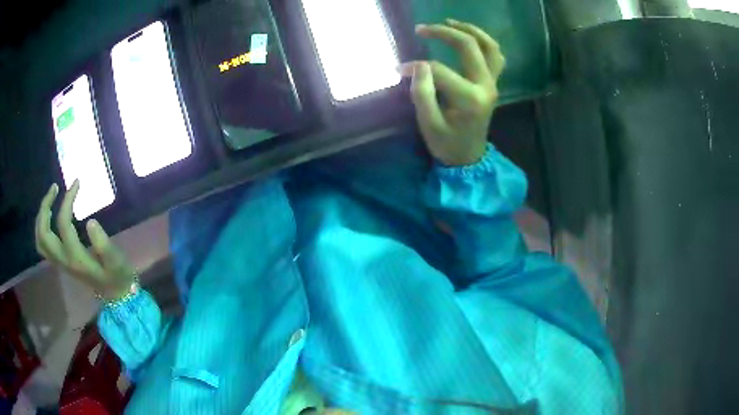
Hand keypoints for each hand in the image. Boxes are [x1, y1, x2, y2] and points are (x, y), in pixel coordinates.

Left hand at [35, 180, 135, 299]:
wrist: (115, 294)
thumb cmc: (117, 275)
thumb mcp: (116, 261)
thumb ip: (104, 245)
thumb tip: (90, 221)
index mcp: (76, 259)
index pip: (63, 224)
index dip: (67, 200)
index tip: (77, 183)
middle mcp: (63, 261)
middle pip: (43, 233)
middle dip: (45, 207)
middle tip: (55, 188)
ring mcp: (60, 263)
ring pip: (40, 240)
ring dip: (41, 217)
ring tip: (50, 199)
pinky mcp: (61, 262)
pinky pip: (43, 245)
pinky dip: (41, 228)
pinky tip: (49, 217)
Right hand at [400, 20, 505, 165]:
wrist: (469, 157)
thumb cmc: (447, 143)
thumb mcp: (428, 124)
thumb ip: (422, 94)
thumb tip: (417, 66)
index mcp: (469, 99)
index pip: (439, 70)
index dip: (416, 67)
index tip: (399, 70)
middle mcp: (486, 86)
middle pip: (469, 46)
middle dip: (444, 33)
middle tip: (421, 28)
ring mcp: (493, 83)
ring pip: (489, 46)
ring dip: (469, 30)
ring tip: (448, 22)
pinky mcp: (493, 83)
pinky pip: (495, 56)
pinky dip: (484, 42)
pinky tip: (468, 36)